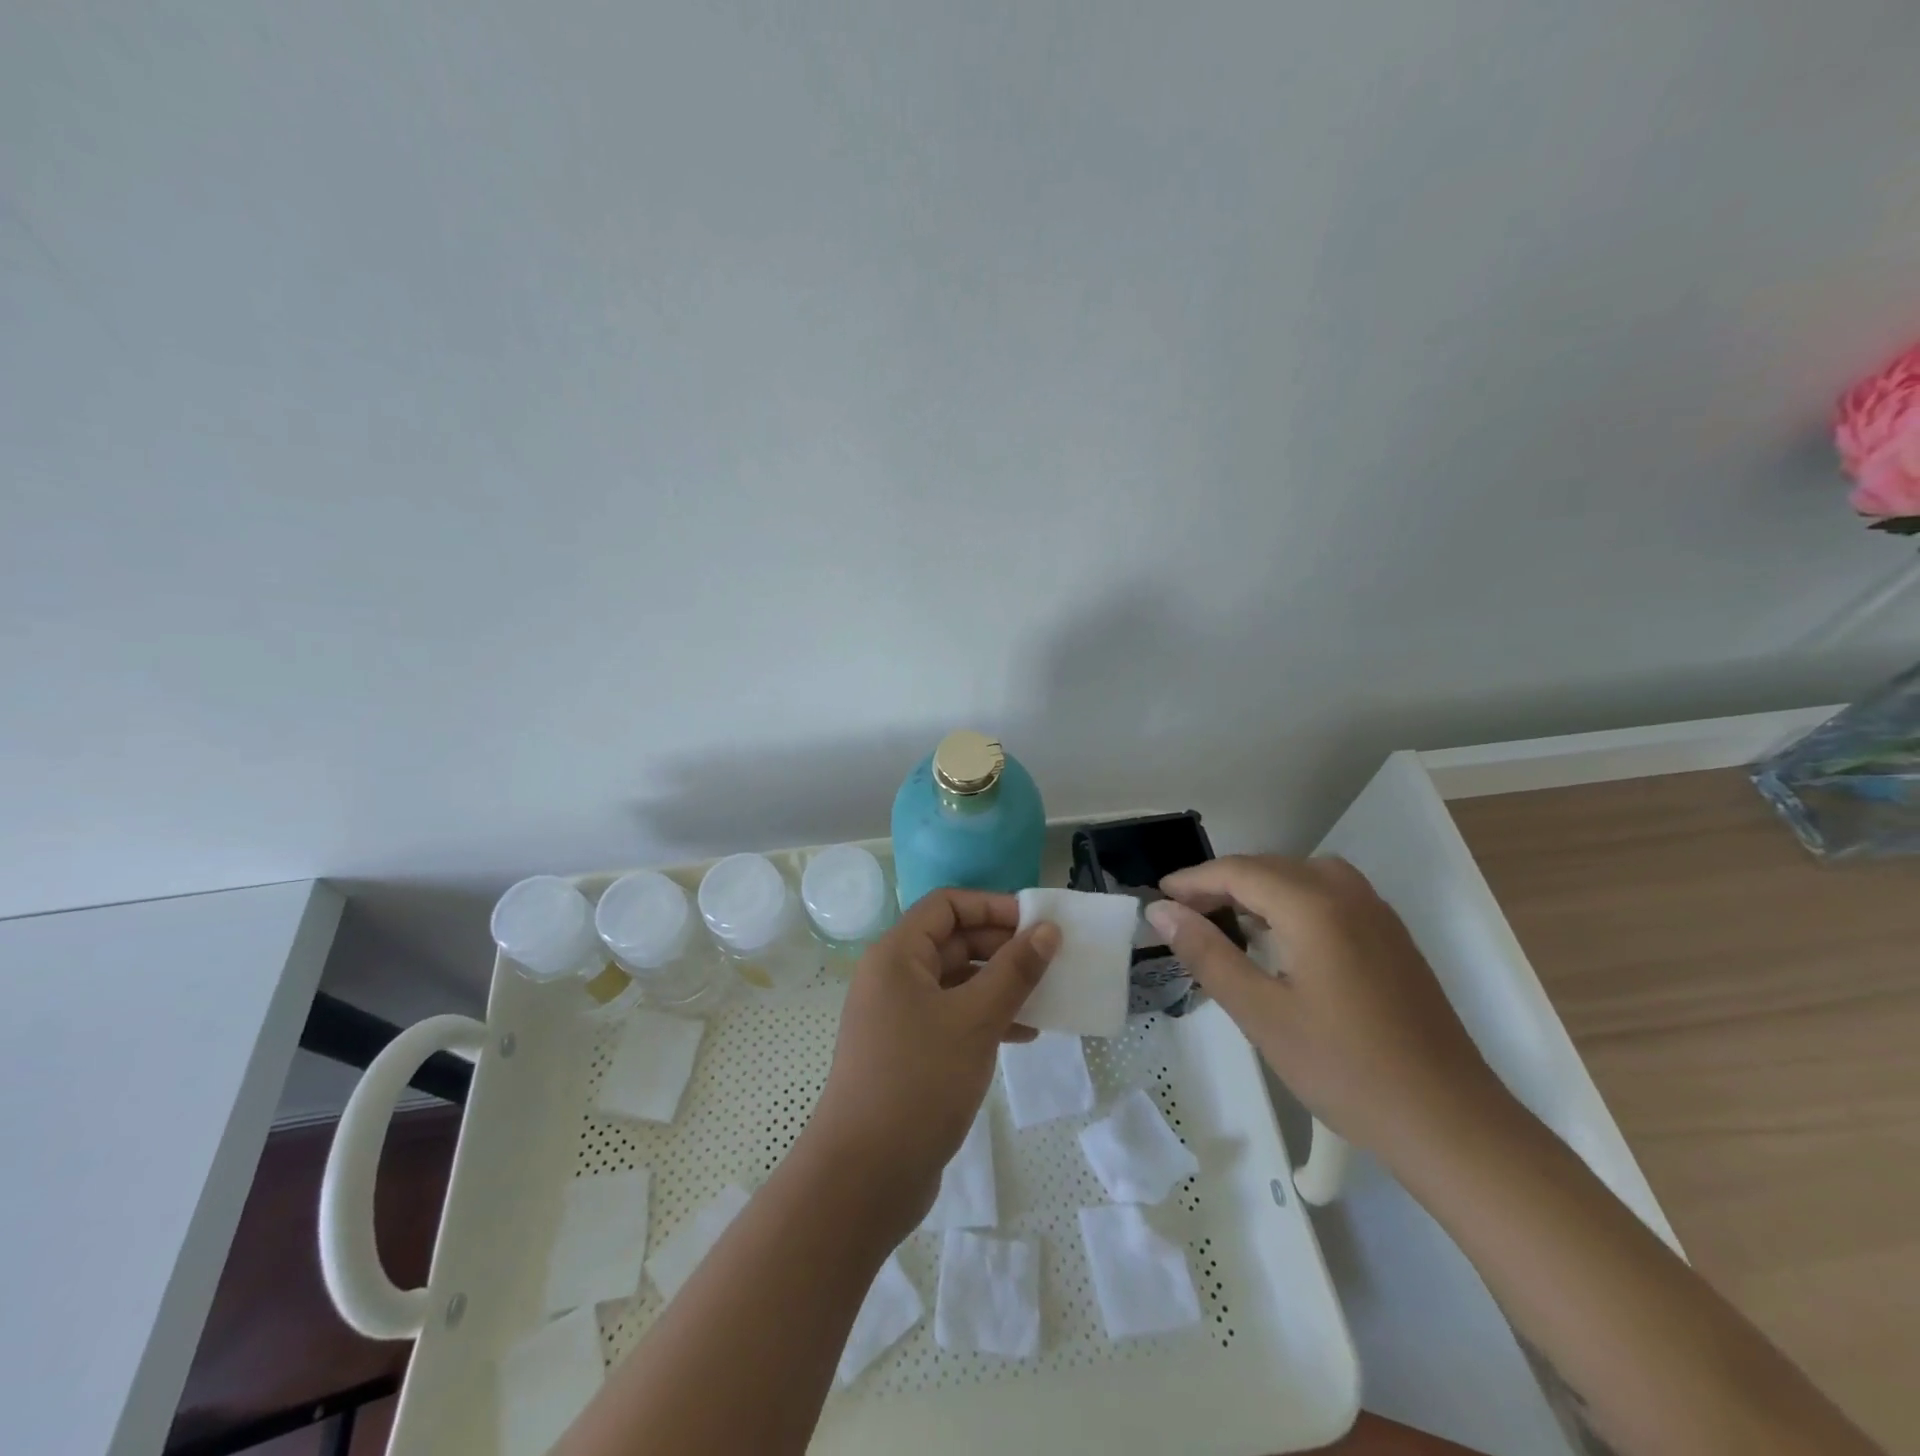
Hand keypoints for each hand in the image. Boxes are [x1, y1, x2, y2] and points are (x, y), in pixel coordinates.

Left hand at [803, 889, 1059, 1234]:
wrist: (864, 1176)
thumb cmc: (919, 1082)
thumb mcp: (975, 1020)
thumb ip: (1014, 971)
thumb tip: (1047, 930)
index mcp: (896, 954)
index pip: (946, 905)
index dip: (992, 906)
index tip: (1037, 923)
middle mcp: (893, 976)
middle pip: (952, 940)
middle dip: (1001, 946)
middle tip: (1050, 960)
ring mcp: (898, 1016)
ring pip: (956, 981)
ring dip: (999, 984)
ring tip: (1045, 998)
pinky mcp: (908, 1052)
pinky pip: (952, 1017)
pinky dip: (985, 1018)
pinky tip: (1023, 1035)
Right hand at [1145, 855, 1507, 1166]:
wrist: (1451, 1122)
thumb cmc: (1346, 1069)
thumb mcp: (1261, 1013)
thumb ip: (1207, 954)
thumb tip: (1161, 911)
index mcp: (1314, 905)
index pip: (1238, 871)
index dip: (1193, 880)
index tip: (1158, 899)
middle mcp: (1348, 893)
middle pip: (1270, 867)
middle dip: (1221, 884)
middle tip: (1183, 916)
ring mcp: (1377, 913)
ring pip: (1301, 877)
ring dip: (1257, 890)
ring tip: (1226, 923)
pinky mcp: (1392, 937)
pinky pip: (1329, 895)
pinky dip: (1291, 902)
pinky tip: (1280, 939)